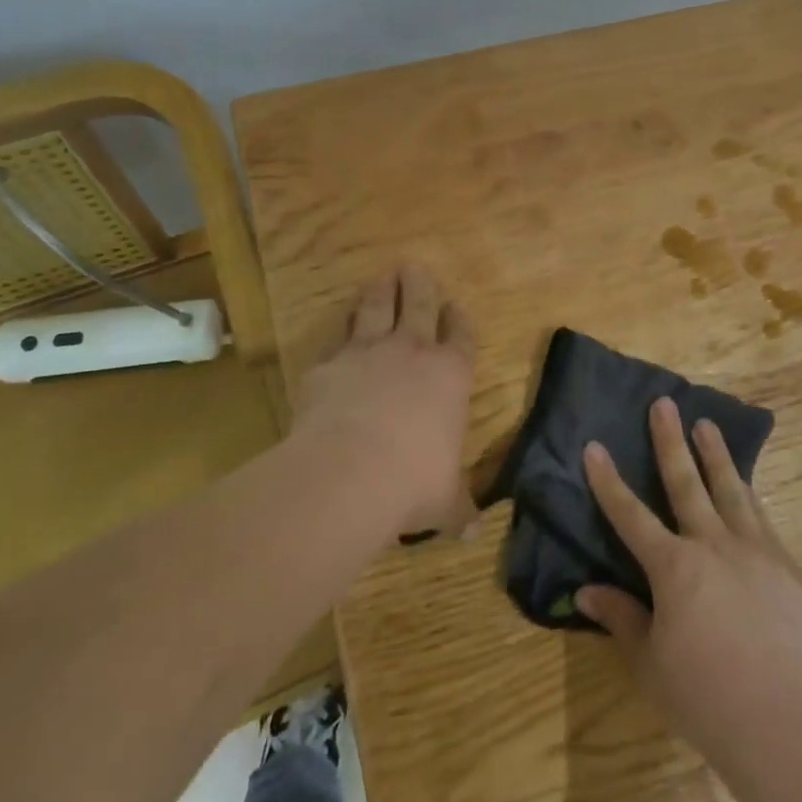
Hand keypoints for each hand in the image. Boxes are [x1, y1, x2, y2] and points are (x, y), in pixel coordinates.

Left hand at [294, 266, 476, 536]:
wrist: (349, 472)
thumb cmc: (413, 482)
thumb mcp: (445, 502)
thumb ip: (459, 509)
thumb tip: (473, 532)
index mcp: (450, 375)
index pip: (460, 336)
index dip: (459, 319)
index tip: (455, 306)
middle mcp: (411, 352)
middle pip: (418, 305)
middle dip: (419, 285)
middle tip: (414, 268)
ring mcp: (366, 353)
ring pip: (375, 308)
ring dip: (380, 291)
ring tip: (381, 278)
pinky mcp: (328, 365)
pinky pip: (336, 338)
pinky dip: (339, 328)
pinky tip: (337, 325)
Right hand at [578, 398, 801, 764]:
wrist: (783, 721)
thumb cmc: (704, 695)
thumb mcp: (649, 663)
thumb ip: (621, 618)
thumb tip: (585, 590)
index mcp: (673, 566)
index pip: (630, 514)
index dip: (608, 480)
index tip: (594, 445)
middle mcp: (712, 545)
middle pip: (686, 482)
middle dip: (670, 441)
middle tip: (664, 403)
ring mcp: (755, 552)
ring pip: (731, 490)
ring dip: (715, 455)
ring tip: (706, 425)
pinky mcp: (787, 569)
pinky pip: (763, 521)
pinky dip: (749, 498)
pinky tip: (747, 488)